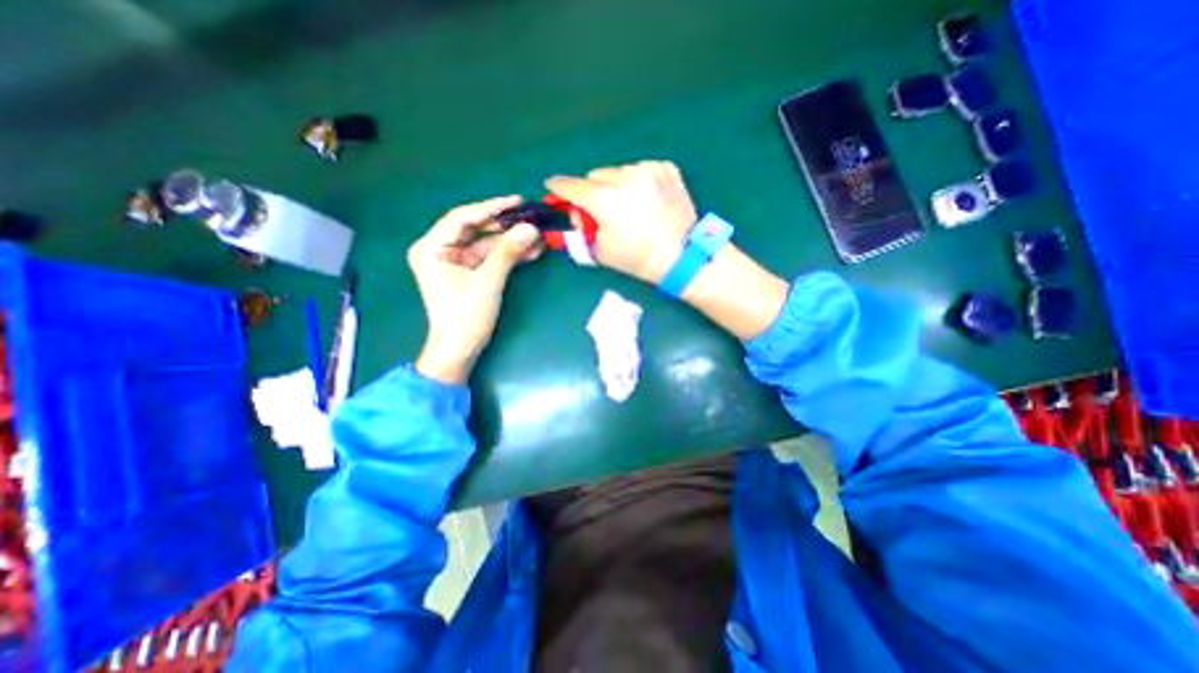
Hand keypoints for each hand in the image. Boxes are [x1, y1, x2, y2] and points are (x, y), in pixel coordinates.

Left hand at [413, 194, 545, 384]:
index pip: (462, 218)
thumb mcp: (487, 282)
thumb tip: (531, 228)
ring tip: (538, 237)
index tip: (517, 202)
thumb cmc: (465, 317)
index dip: (491, 208)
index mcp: (432, 248)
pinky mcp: (468, 272)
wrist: (459, 350)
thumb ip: (508, 253)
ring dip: (511, 242)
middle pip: (475, 229)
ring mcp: (455, 261)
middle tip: (531, 219)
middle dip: (505, 227)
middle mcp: (440, 250)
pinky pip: (490, 258)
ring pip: (486, 244)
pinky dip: (508, 255)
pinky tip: (530, 251)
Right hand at [541, 160, 698, 283]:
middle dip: (593, 191)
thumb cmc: (637, 258)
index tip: (553, 188)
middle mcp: (624, 177)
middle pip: (595, 176)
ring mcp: (648, 170)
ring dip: (616, 185)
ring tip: (630, 207)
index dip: (559, 188)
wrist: (681, 256)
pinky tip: (647, 199)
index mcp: (604, 199)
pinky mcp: (667, 170)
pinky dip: (638, 181)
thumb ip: (582, 229)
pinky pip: (642, 169)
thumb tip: (577, 212)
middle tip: (601, 210)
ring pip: (619, 171)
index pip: (571, 186)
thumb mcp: (601, 250)